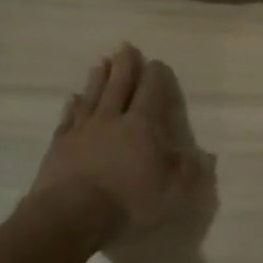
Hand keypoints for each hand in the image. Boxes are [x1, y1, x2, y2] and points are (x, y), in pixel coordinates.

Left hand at [28, 44, 214, 244]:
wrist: (71, 215)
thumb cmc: (128, 202)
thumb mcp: (172, 192)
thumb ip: (188, 171)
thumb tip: (202, 157)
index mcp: (142, 126)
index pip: (151, 93)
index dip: (156, 76)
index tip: (157, 63)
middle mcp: (112, 119)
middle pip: (119, 85)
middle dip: (125, 65)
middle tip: (126, 47)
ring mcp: (83, 130)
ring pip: (93, 96)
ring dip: (99, 78)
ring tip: (102, 62)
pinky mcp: (60, 145)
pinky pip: (69, 118)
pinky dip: (73, 105)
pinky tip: (74, 98)